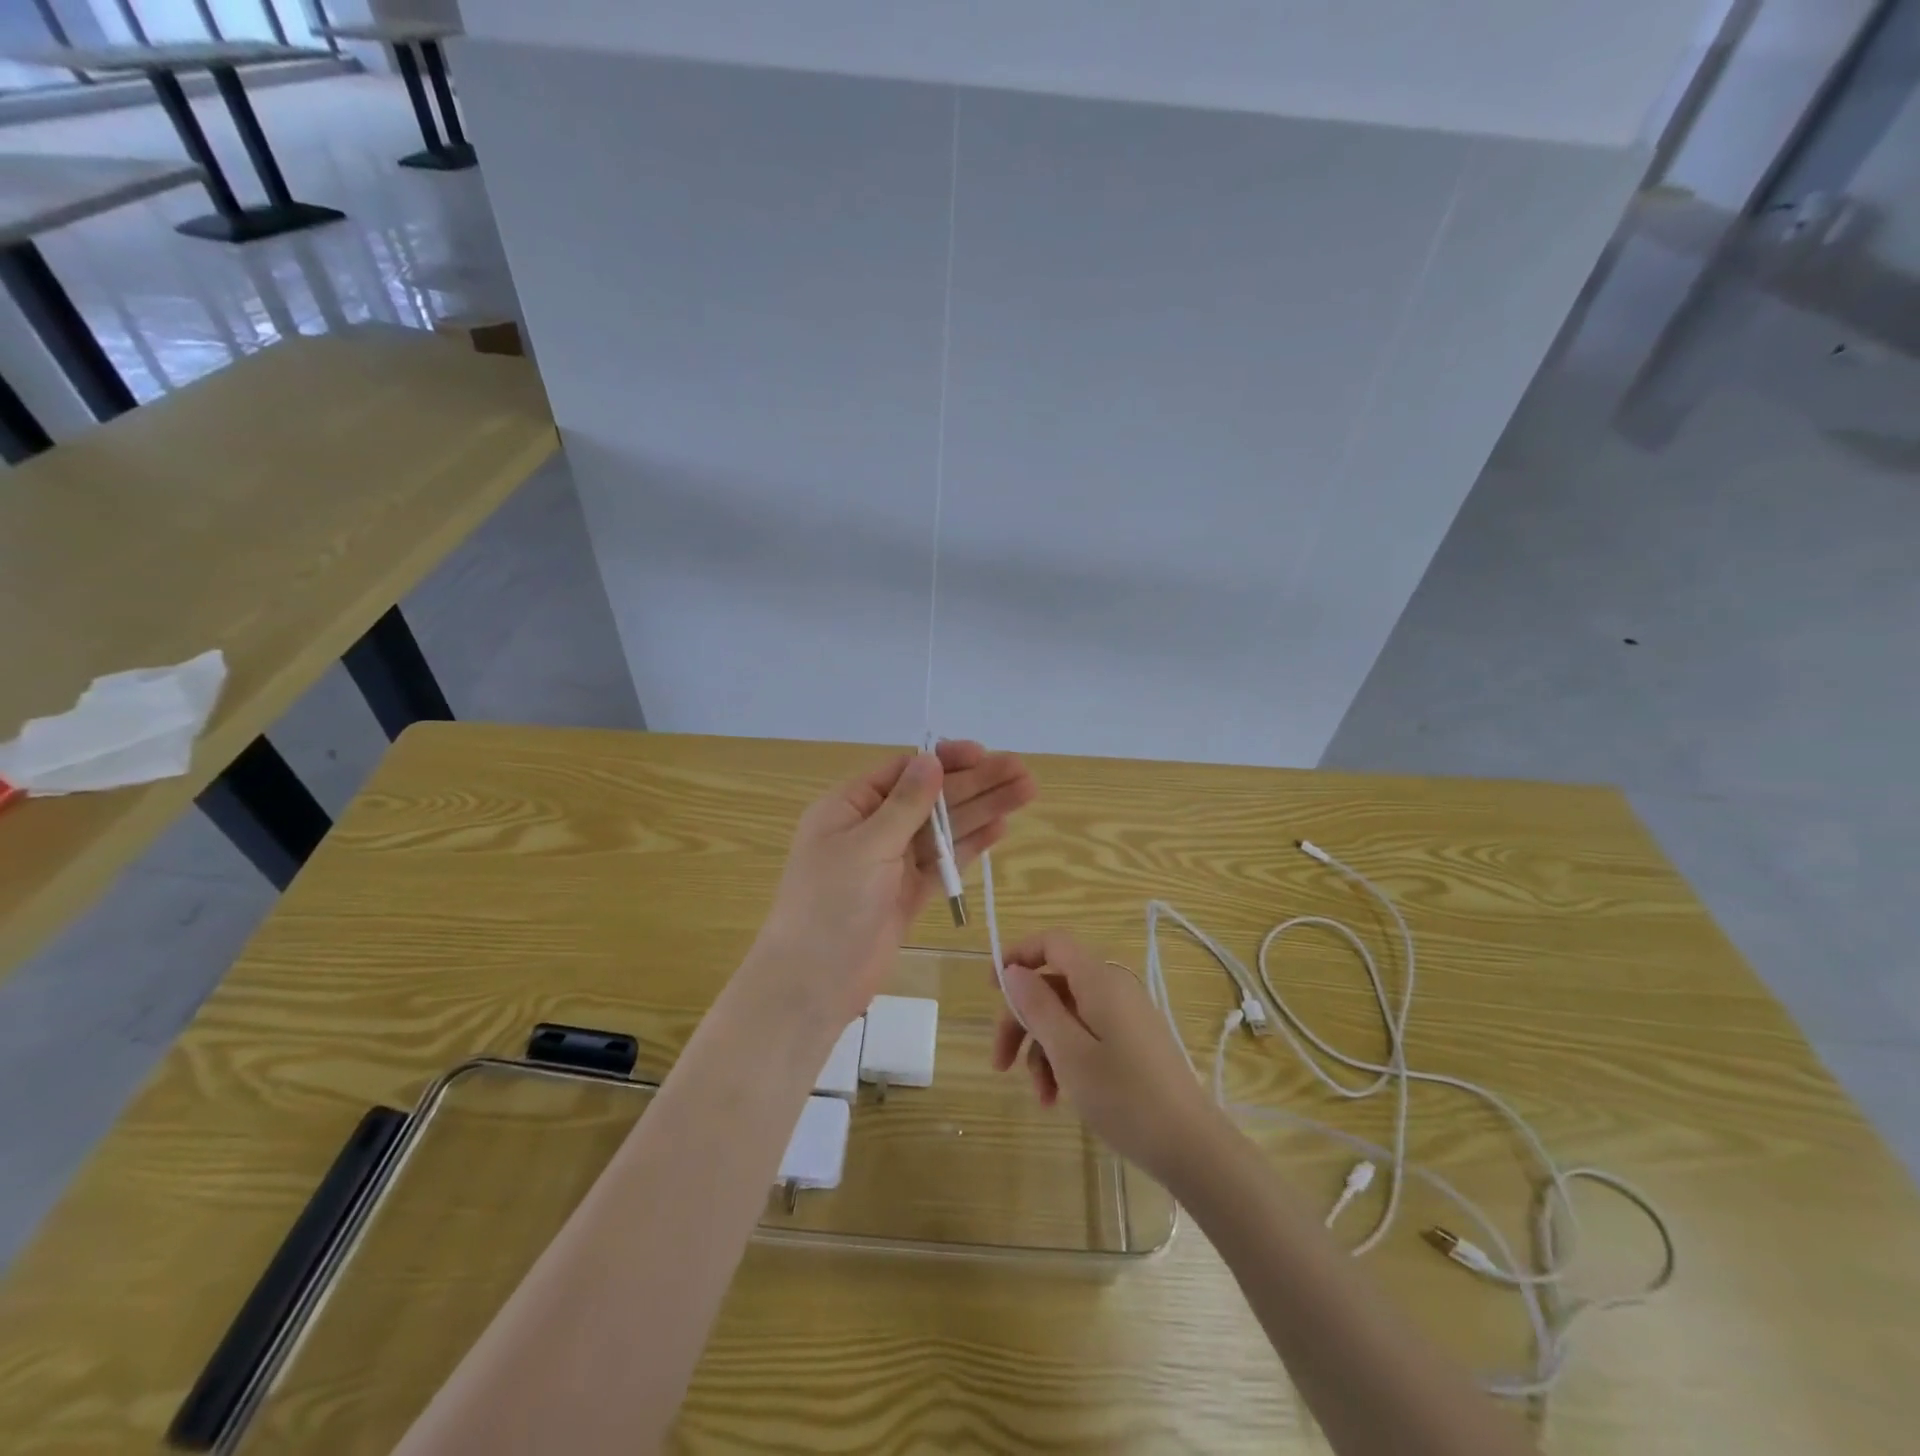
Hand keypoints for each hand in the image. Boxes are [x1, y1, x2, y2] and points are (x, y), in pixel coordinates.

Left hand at [755, 741, 1036, 1023]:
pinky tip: (1000, 829)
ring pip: (943, 829)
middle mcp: (872, 828)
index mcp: (850, 806)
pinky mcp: (907, 893)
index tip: (982, 755)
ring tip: (1026, 793)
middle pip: (931, 798)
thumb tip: (930, 759)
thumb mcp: (866, 845)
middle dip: (976, 784)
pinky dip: (970, 847)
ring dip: (982, 811)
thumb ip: (905, 804)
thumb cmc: (831, 904)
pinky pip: (943, 862)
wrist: (814, 982)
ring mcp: (891, 862)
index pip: (904, 772)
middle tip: (1022, 773)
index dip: (945, 761)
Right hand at [991, 930, 1222, 1183]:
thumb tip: (1013, 971)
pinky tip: (1059, 1097)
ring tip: (1040, 1095)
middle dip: (1022, 1020)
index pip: (1053, 943)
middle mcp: (1113, 988)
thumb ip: (1038, 1007)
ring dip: (1043, 1049)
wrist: (1192, 1146)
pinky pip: (1087, 1034)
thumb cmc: (1125, 1097)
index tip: (991, 988)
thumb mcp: (1069, 1053)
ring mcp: (1125, 1016)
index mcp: (1099, 981)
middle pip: (1054, 985)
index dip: (1018, 955)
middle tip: (1000, 1062)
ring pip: (1067, 1015)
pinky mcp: (1133, 1041)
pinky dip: (1067, 1058)